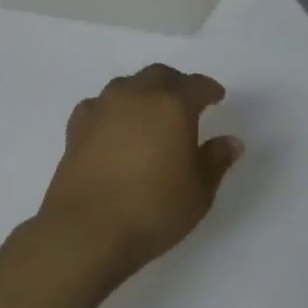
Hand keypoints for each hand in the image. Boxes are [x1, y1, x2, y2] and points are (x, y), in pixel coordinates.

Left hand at [37, 64, 243, 277]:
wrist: (86, 231)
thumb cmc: (153, 209)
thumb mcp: (199, 191)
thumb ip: (216, 160)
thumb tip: (231, 142)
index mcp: (173, 105)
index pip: (196, 85)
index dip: (209, 89)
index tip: (216, 97)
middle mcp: (137, 96)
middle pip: (159, 75)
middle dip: (176, 84)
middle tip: (186, 102)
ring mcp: (103, 108)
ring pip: (127, 85)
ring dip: (143, 92)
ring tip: (150, 113)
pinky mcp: (76, 128)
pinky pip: (99, 105)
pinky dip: (112, 110)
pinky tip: (114, 127)